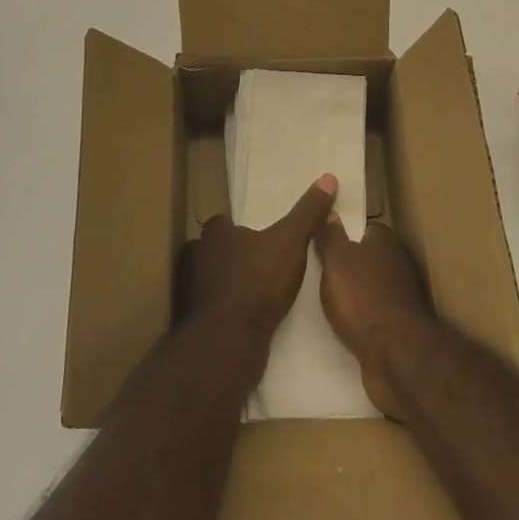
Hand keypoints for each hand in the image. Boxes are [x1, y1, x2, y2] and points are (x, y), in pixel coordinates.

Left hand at [177, 174, 337, 345]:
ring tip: (255, 294)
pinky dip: (225, 313)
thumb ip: (307, 213)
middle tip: (259, 266)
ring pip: (210, 280)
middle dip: (231, 257)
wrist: (229, 341)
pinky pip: (212, 311)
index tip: (258, 237)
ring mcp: (190, 291)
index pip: (222, 222)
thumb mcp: (291, 242)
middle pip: (213, 251)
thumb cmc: (258, 281)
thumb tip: (328, 177)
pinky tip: (245, 321)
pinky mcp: (193, 323)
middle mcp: (195, 257)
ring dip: (227, 286)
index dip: (238, 228)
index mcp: (214, 233)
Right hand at [313, 217, 432, 418]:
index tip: (325, 243)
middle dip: (349, 265)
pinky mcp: (401, 326)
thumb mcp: (335, 260)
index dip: (345, 234)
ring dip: (356, 294)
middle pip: (369, 257)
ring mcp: (403, 296)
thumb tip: (330, 211)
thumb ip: (330, 236)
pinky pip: (376, 313)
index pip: (364, 228)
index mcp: (386, 240)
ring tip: (328, 300)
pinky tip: (345, 325)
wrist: (395, 354)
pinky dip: (363, 317)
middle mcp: (399, 263)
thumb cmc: (361, 297)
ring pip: (373, 287)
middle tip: (321, 272)